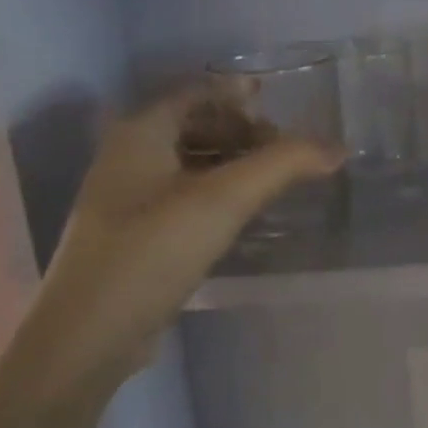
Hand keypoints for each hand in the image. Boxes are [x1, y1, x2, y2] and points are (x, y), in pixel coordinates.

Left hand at [14, 87, 341, 394]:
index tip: (278, 105)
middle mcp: (127, 156)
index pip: (196, 91)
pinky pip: (182, 195)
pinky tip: (241, 213)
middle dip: (240, 130)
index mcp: (140, 132)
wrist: (89, 335)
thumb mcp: (224, 200)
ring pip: (188, 162)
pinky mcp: (134, 235)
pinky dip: (216, 192)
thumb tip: (337, 148)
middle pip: (192, 124)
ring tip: (271, 179)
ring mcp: (126, 198)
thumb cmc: (153, 251)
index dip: (238, 94)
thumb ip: (282, 165)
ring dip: (231, 162)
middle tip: (282, 148)